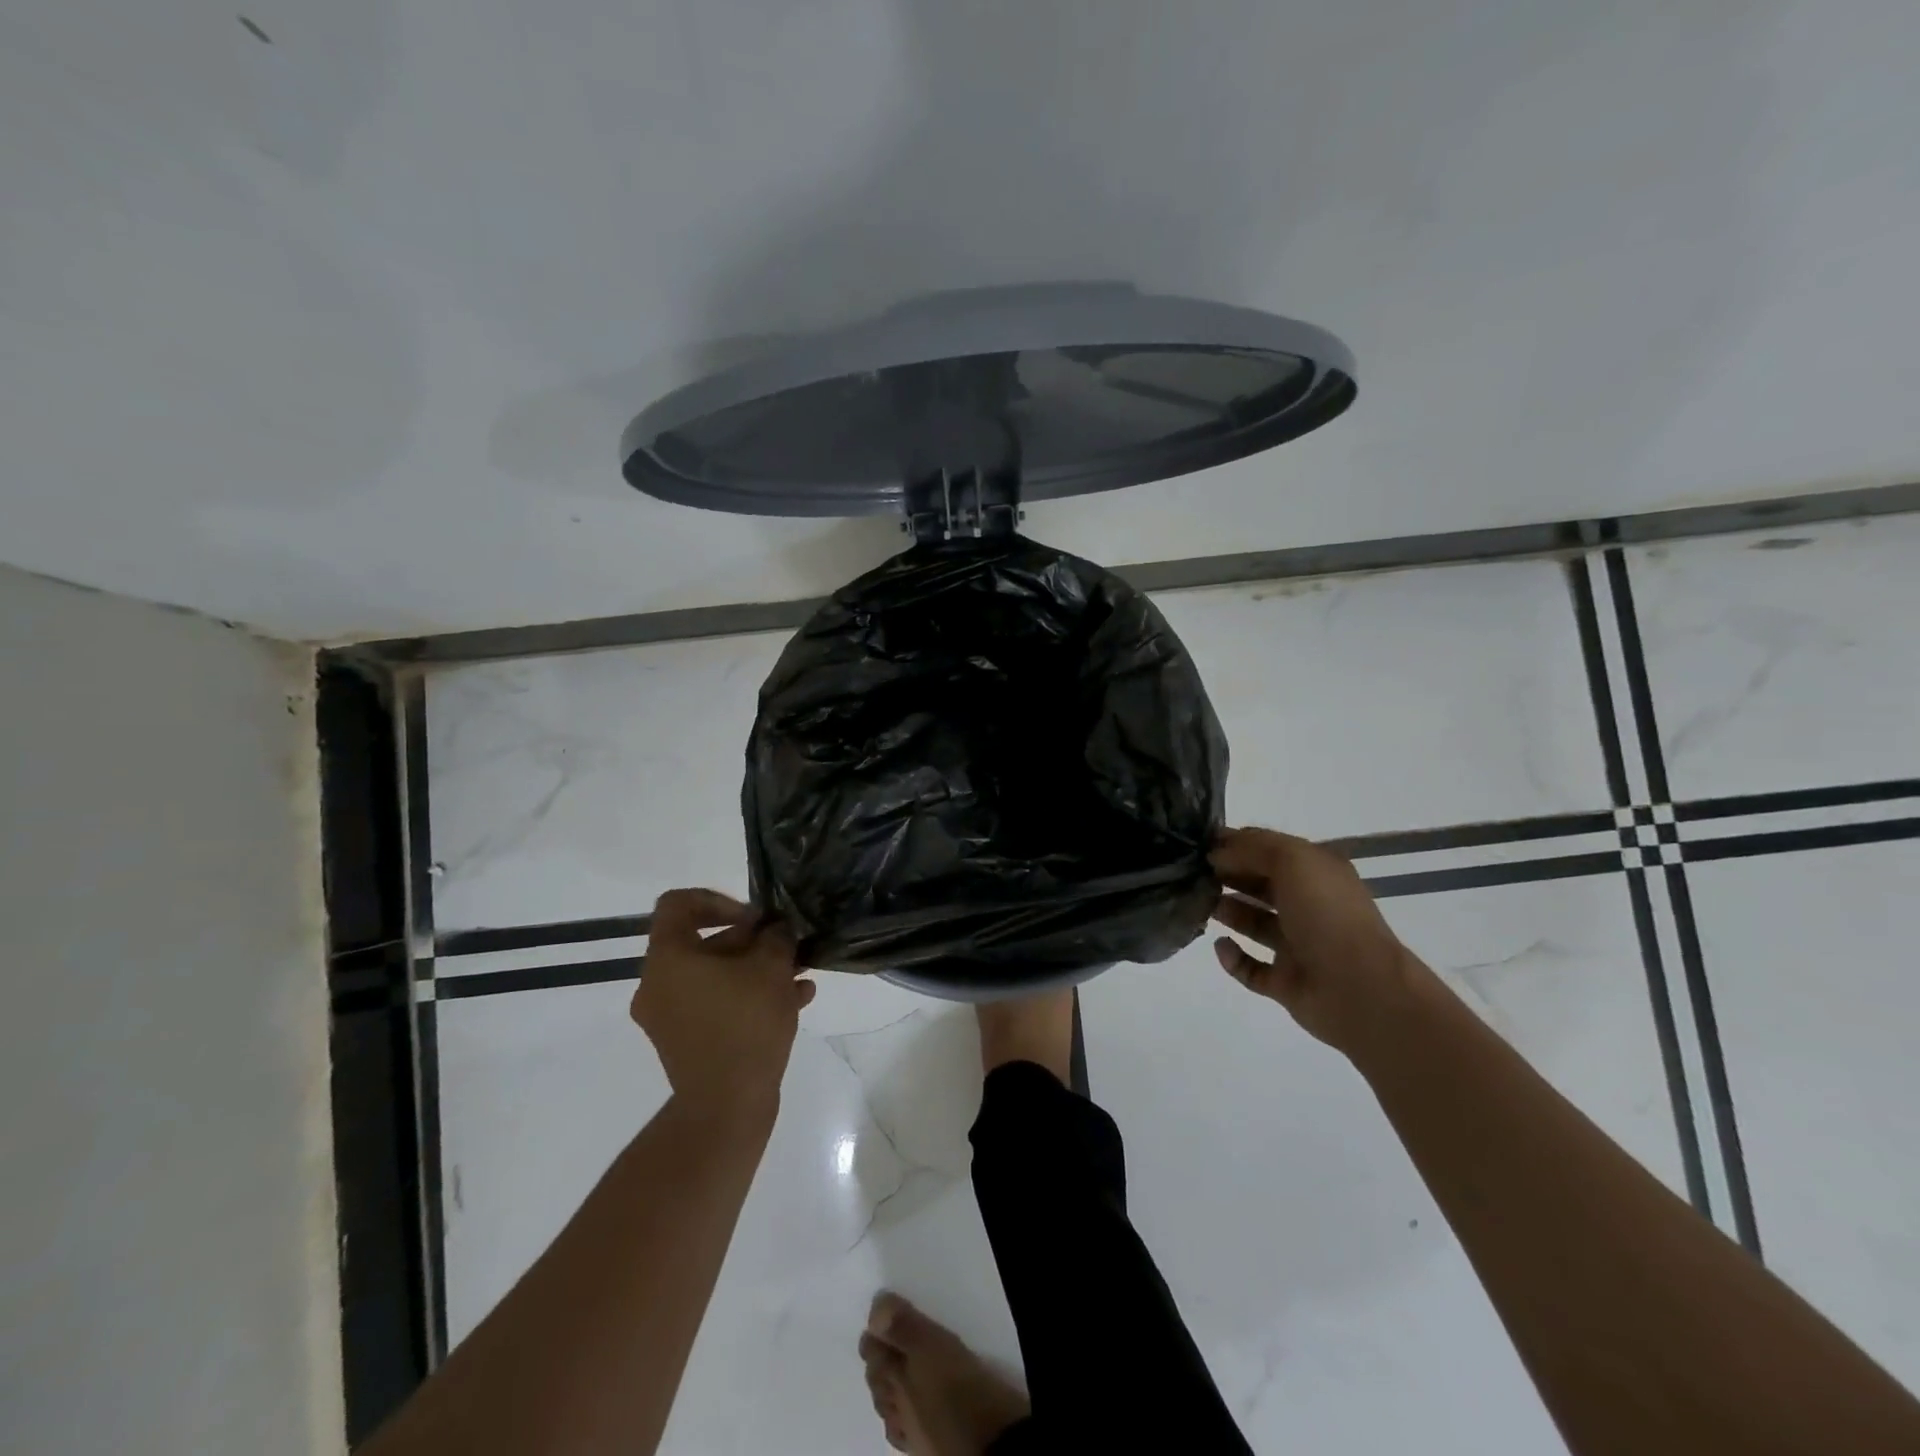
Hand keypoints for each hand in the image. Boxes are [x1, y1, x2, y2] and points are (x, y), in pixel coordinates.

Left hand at [630, 889, 815, 1128]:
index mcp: (668, 959)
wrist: (727, 1107)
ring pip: (715, 976)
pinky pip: (717, 1004)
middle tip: (787, 945)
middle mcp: (658, 984)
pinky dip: (749, 997)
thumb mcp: (771, 967)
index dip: (718, 900)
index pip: (678, 904)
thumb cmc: (745, 1024)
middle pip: (702, 942)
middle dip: (751, 940)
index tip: (754, 919)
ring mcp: (670, 1017)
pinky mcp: (687, 1042)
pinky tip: (796, 1001)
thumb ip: (775, 936)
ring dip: (757, 969)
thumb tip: (775, 929)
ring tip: (800, 973)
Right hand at [1208, 827, 1426, 1053]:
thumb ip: (1252, 848)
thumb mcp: (1293, 860)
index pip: (1269, 850)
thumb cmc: (1327, 914)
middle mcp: (1308, 906)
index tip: (1197, 845)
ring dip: (1227, 911)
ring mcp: (1298, 946)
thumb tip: (1216, 853)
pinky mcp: (1286, 982)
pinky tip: (1220, 945)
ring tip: (1198, 903)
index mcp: (1317, 873)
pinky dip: (1233, 957)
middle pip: (1259, 884)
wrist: (1361, 990)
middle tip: (1189, 872)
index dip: (1234, 844)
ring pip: (1254, 923)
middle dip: (1227, 875)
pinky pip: (1251, 967)